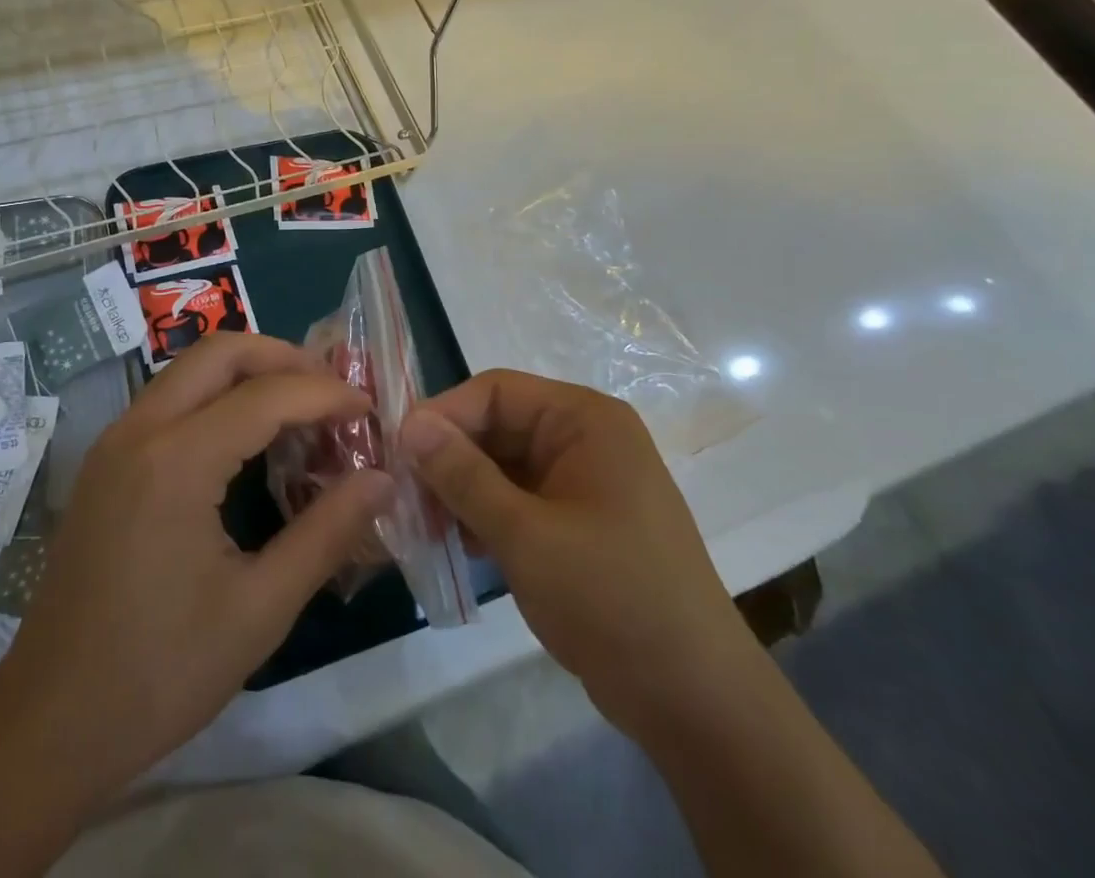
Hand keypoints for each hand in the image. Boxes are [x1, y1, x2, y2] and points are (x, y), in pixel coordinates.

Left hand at [0, 333, 394, 796]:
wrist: (50, 721)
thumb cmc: (160, 672)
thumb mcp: (259, 609)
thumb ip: (326, 534)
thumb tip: (381, 479)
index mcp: (176, 461)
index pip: (266, 395)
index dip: (325, 394)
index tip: (370, 410)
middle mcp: (140, 429)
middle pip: (220, 352)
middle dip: (284, 358)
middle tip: (332, 392)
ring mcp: (115, 440)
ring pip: (191, 369)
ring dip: (249, 374)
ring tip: (301, 409)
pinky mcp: (106, 460)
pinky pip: (171, 399)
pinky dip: (217, 397)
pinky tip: (249, 439)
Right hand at [400, 369, 754, 741]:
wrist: (697, 703)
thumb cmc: (612, 599)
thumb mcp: (526, 534)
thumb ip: (462, 475)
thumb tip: (408, 424)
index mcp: (584, 420)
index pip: (495, 392)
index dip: (443, 415)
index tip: (397, 452)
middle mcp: (584, 438)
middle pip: (496, 426)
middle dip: (449, 459)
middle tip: (403, 497)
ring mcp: (583, 481)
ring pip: (502, 465)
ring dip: (461, 490)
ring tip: (424, 526)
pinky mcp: (579, 521)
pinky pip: (519, 498)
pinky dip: (486, 515)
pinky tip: (460, 545)